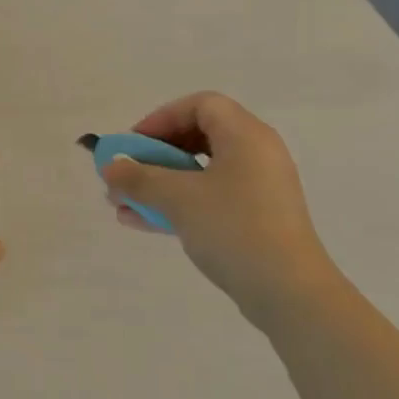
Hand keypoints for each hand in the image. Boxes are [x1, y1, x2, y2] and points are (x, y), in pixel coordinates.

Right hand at [100, 92, 339, 327]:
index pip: (200, 105)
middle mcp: (256, 154)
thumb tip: (109, 167)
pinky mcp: (256, 219)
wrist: (289, 293)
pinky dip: (177, 204)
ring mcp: (257, 189)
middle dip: (154, 155)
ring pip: (200, 173)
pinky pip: (209, 199)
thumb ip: (139, 179)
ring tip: (121, 202)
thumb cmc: (233, 228)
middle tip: (127, 172)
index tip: (134, 144)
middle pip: (198, 137)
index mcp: (245, 136)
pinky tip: (140, 222)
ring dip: (159, 184)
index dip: (162, 118)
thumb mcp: (178, 198)